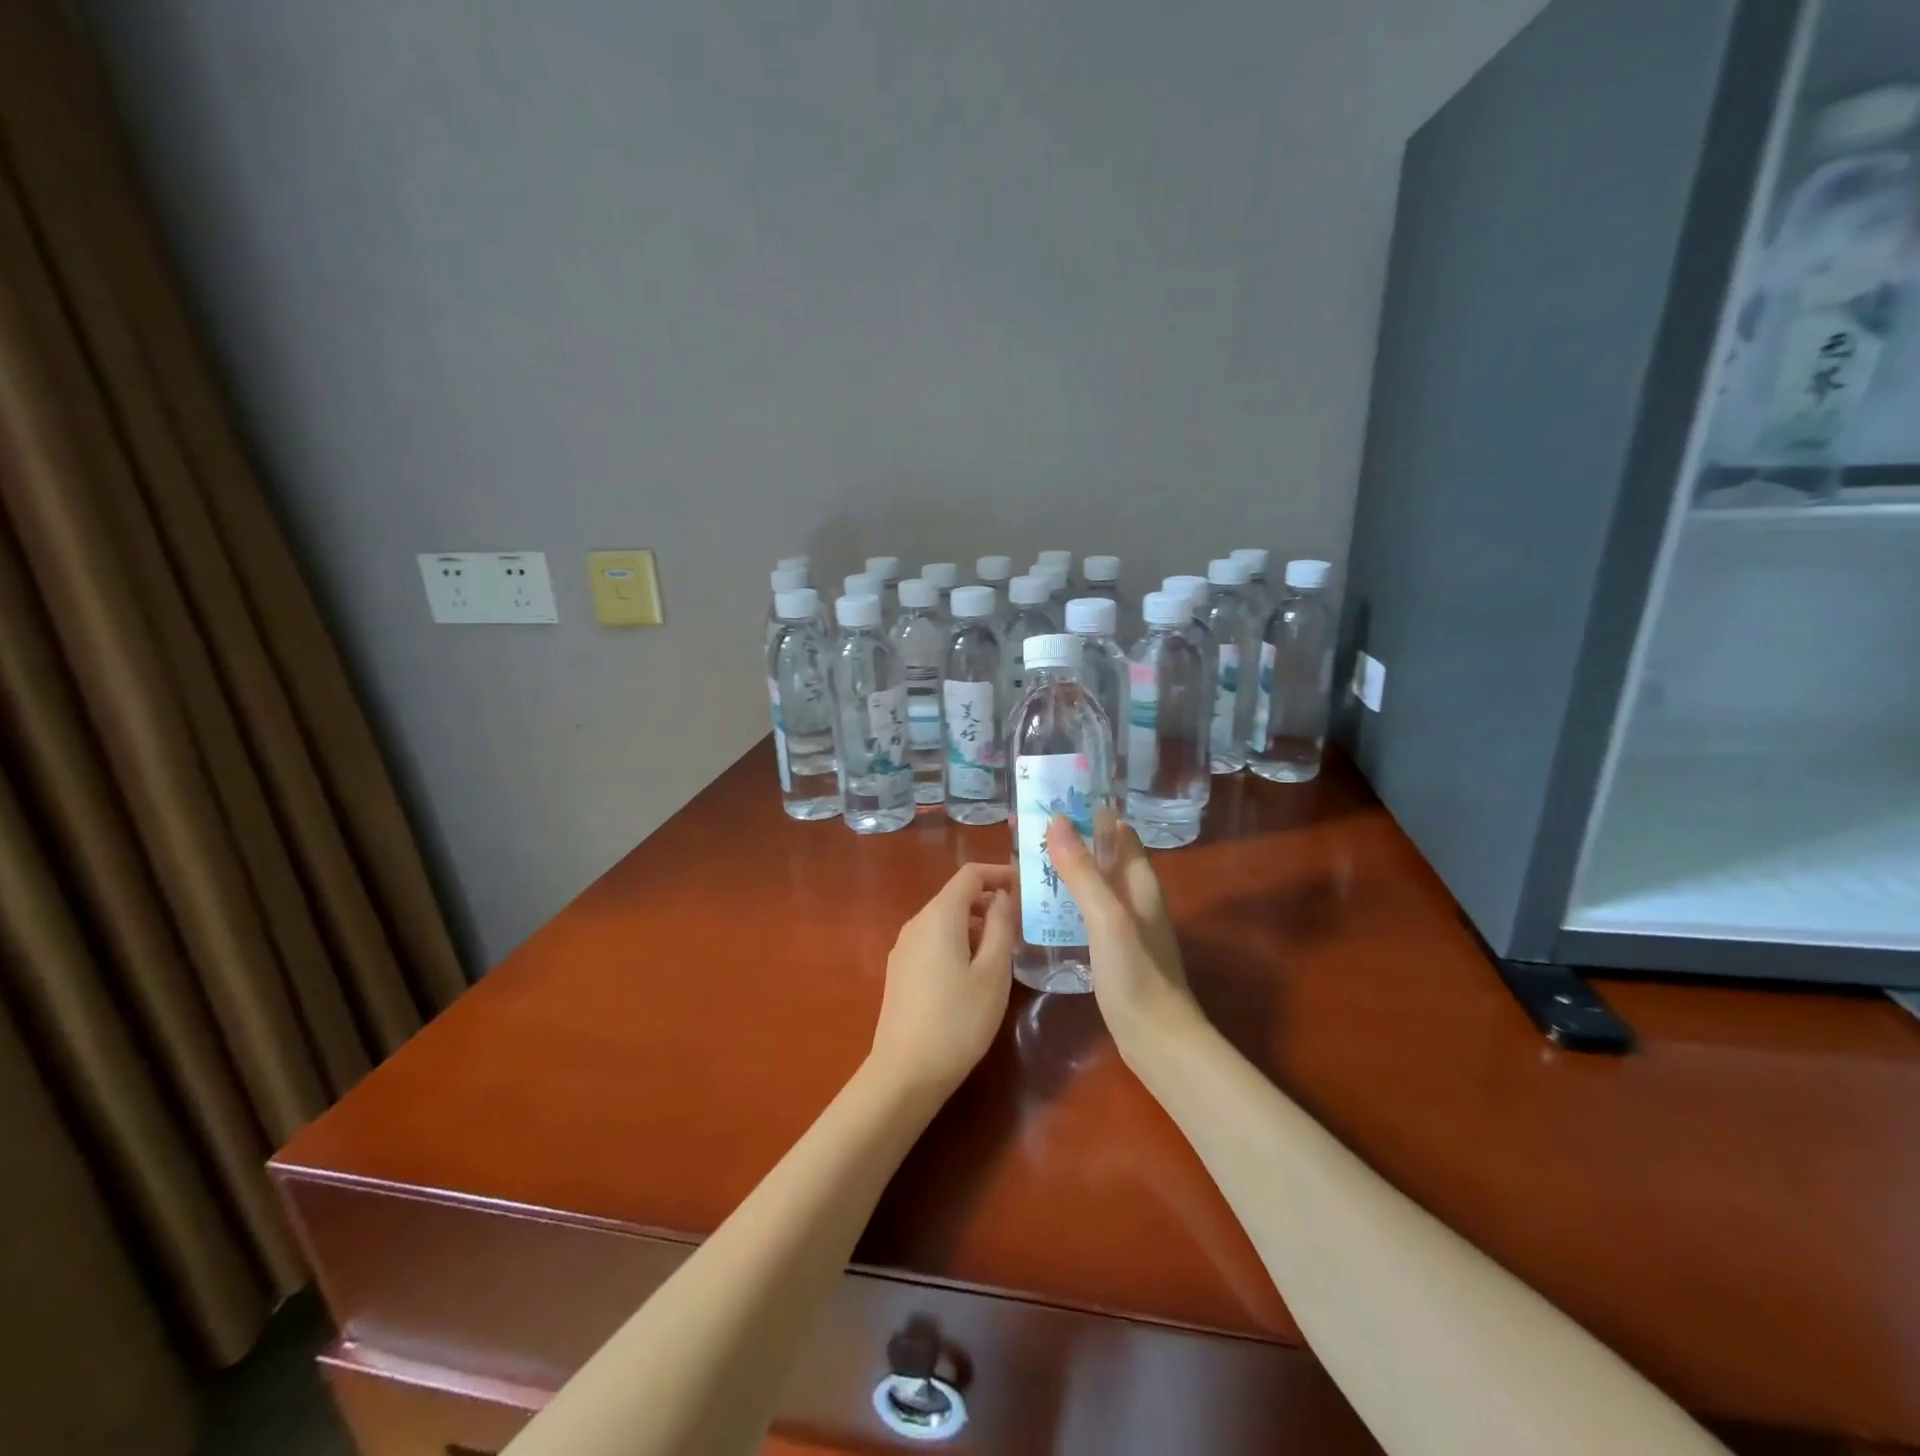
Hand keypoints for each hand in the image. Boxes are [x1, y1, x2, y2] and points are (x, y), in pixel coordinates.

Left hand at [869, 863, 1016, 1098]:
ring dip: (975, 925)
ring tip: (1005, 951)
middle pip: (956, 896)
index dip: (999, 873)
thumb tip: (1003, 896)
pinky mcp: (900, 971)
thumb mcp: (993, 972)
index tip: (1026, 887)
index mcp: (939, 916)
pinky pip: (933, 941)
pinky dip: (958, 942)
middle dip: (990, 902)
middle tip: (1023, 924)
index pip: (970, 874)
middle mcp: (916, 923)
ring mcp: (904, 947)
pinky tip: (975, 973)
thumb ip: (1001, 927)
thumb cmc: (958, 1020)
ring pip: (945, 920)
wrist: (905, 1072)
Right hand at [1045, 813, 1201, 1061]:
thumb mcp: (1107, 917)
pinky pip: (1085, 911)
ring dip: (1064, 869)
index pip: (1118, 831)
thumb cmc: (1136, 974)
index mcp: (1140, 882)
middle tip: (1024, 829)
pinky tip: (1040, 907)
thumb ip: (1083, 871)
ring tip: (1024, 860)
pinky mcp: (1113, 949)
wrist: (1157, 1041)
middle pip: (1102, 855)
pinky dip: (1064, 900)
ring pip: (1092, 883)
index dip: (1090, 811)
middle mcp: (1135, 897)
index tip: (1052, 798)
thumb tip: (1057, 820)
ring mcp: (1125, 925)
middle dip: (1069, 838)